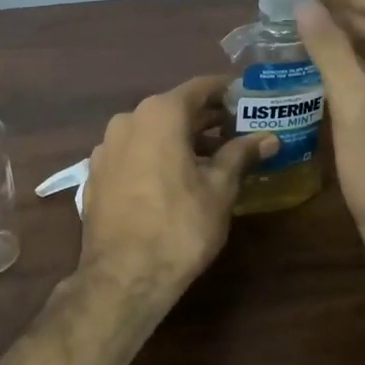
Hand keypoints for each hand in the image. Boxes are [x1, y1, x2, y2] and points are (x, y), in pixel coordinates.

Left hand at [80, 75, 275, 303]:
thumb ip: (241, 155)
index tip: (248, 97)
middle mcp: (127, 120)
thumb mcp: (220, 190)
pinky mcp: (96, 174)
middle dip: (206, 119)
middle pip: (174, 109)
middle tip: (238, 129)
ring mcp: (106, 147)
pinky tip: (174, 179)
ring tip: (211, 158)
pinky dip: (156, 156)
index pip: (200, 88)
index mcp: (159, 114)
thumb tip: (269, 137)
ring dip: (180, 139)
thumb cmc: (179, 227)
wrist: (123, 277)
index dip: (226, 91)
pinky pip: (133, 153)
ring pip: (151, 131)